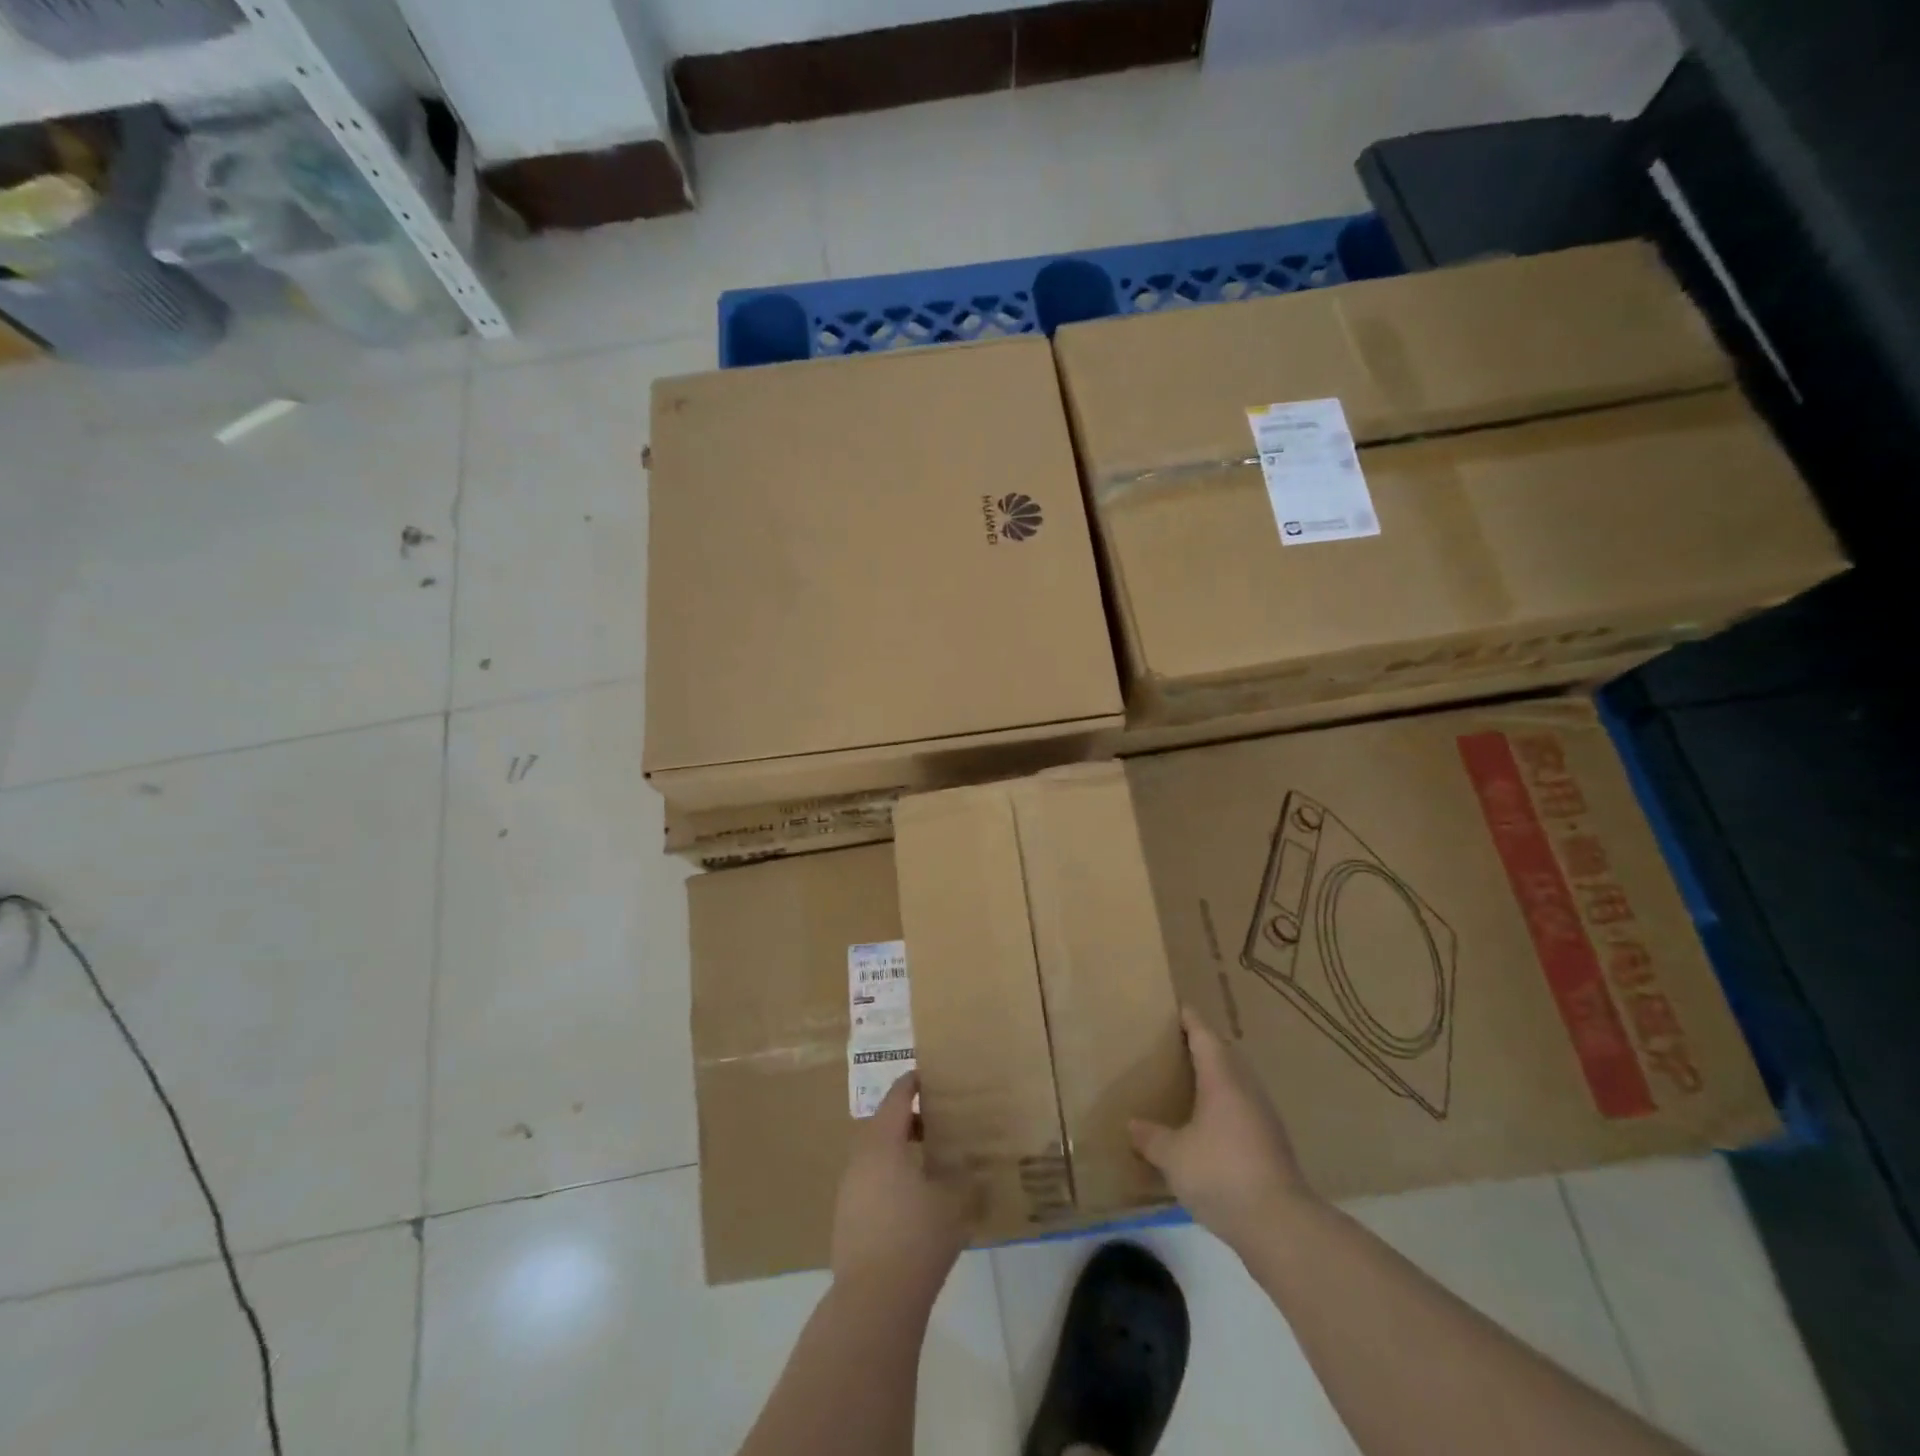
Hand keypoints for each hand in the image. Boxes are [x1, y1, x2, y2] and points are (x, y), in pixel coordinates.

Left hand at [830, 1073, 969, 1298]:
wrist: (873, 1302)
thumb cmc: (917, 1238)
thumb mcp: (954, 1201)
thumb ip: (965, 1175)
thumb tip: (972, 1162)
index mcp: (883, 1143)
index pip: (897, 1097)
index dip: (914, 1083)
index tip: (930, 1076)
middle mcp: (860, 1159)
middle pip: (884, 1125)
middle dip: (910, 1120)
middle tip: (938, 1122)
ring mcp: (849, 1191)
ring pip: (876, 1156)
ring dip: (900, 1152)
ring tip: (929, 1161)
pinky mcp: (846, 1220)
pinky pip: (871, 1183)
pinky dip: (891, 1178)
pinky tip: (912, 1200)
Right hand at [1130, 1006, 1317, 1250]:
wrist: (1280, 1225)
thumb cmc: (1221, 1173)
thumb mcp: (1173, 1156)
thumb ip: (1151, 1137)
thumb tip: (1132, 1125)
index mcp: (1222, 1079)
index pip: (1204, 1036)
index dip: (1190, 1020)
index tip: (1177, 1008)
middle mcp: (1246, 1089)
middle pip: (1224, 1056)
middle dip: (1202, 1048)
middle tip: (1175, 1047)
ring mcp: (1264, 1117)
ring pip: (1236, 1084)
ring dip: (1215, 1079)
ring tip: (1189, 1085)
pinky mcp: (1272, 1145)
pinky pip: (1243, 1111)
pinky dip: (1224, 1109)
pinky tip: (1208, 1128)